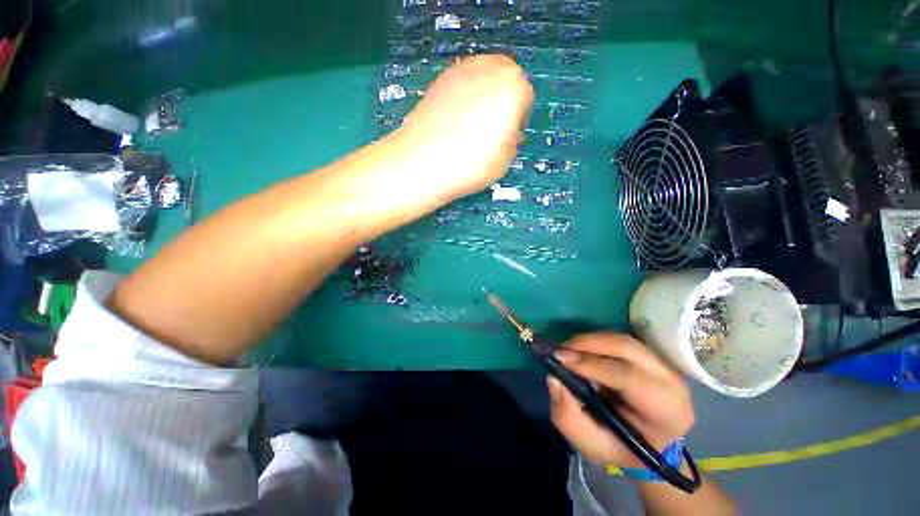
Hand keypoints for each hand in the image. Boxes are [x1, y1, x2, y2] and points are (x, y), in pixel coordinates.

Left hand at [392, 55, 533, 203]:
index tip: (509, 135)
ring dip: (485, 96)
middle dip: (504, 100)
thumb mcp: (506, 157)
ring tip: (473, 126)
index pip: (525, 96)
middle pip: (505, 78)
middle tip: (494, 127)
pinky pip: (462, 83)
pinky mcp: (440, 80)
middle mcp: (488, 68)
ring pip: (483, 78)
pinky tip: (456, 121)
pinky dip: (464, 97)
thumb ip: (513, 136)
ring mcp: (461, 70)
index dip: (518, 118)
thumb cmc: (470, 164)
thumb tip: (507, 131)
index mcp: (512, 86)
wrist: (423, 162)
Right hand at [549, 333, 694, 467]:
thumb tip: (553, 380)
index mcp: (666, 411)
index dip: (591, 364)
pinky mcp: (651, 356)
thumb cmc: (621, 448)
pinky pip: (620, 340)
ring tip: (567, 348)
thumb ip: (568, 418)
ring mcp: (664, 365)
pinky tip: (580, 348)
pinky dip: (596, 340)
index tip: (559, 359)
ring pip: (622, 340)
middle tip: (560, 350)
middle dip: (589, 344)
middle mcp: (672, 382)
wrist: (647, 443)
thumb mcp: (591, 444)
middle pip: (627, 348)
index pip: (629, 377)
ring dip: (590, 340)